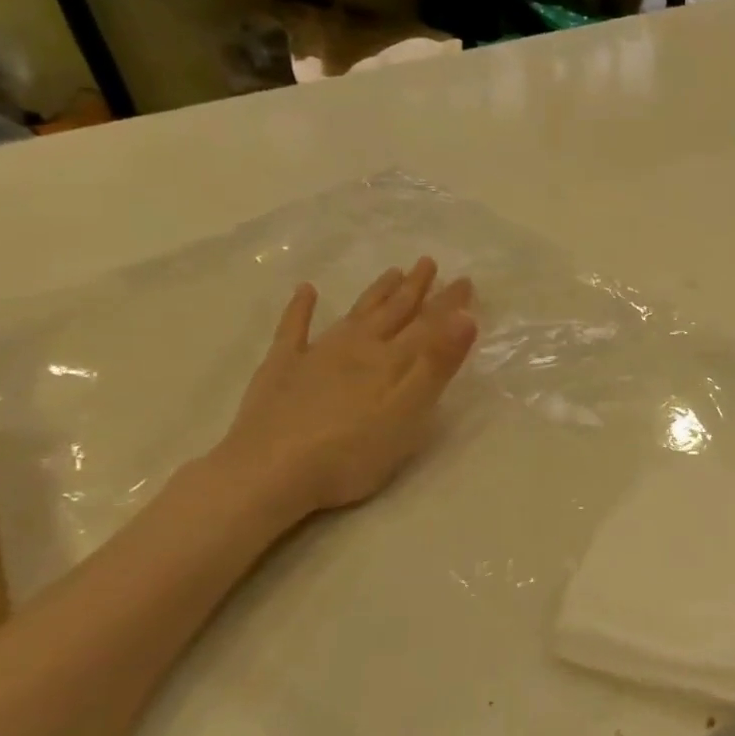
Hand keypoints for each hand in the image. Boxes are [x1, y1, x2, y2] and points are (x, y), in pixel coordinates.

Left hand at [210, 259, 477, 523]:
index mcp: (390, 361)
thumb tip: (464, 317)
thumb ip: (437, 365)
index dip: (448, 304)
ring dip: (375, 294)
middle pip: (392, 313)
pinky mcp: (281, 370)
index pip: (428, 326)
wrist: (269, 473)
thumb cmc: (351, 452)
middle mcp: (356, 348)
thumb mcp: (409, 412)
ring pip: (354, 315)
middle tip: (428, 263)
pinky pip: (292, 330)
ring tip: (392, 272)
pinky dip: (300, 309)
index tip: (465, 280)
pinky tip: (305, 291)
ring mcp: (316, 356)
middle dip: (414, 289)